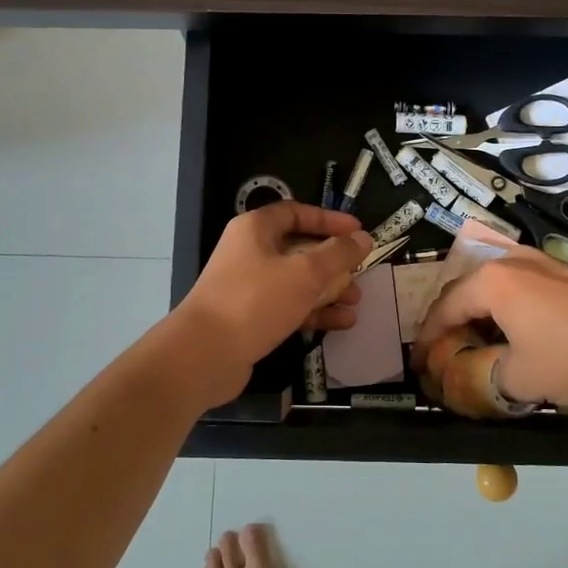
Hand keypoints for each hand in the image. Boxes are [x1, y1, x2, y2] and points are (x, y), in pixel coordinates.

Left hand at [179, 202, 374, 372]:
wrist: (204, 355)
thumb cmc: (255, 301)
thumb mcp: (304, 273)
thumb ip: (338, 254)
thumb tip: (363, 238)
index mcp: (255, 229)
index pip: (296, 212)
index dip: (328, 220)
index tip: (357, 232)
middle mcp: (250, 252)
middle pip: (299, 248)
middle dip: (332, 261)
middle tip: (360, 271)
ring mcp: (248, 286)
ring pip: (296, 280)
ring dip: (328, 289)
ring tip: (356, 301)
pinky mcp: (251, 317)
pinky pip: (289, 307)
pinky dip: (314, 312)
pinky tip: (342, 323)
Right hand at [412, 244, 567, 411]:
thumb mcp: (521, 378)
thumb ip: (486, 377)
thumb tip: (475, 377)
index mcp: (492, 282)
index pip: (446, 306)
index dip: (429, 337)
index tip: (419, 360)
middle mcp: (512, 261)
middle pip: (467, 288)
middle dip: (451, 319)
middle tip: (443, 348)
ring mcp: (542, 261)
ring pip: (495, 283)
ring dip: (480, 311)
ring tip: (475, 339)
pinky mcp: (566, 271)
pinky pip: (520, 284)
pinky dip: (506, 305)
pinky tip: (515, 329)